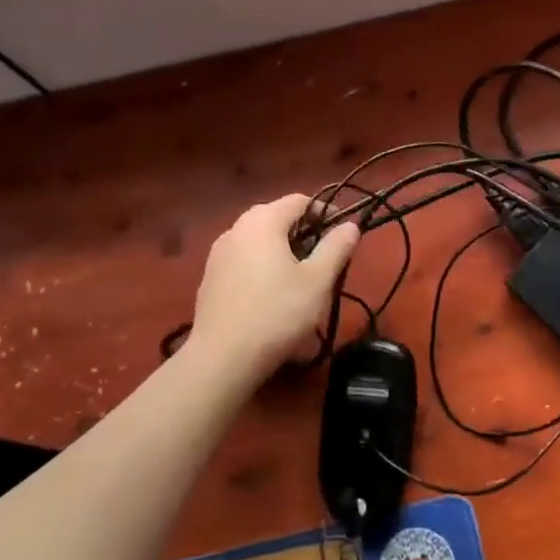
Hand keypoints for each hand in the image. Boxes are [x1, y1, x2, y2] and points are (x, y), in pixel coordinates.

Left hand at [184, 195, 359, 383]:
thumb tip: (350, 225)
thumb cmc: (277, 313)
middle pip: (276, 217)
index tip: (341, 235)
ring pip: (258, 239)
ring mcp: (218, 253)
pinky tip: (269, 295)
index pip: (300, 201)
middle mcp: (236, 228)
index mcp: (263, 221)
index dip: (325, 212)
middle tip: (322, 257)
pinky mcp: (209, 277)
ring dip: (280, 249)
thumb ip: (336, 247)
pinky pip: (242, 258)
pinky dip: (260, 265)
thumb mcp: (318, 281)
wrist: (221, 359)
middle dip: (302, 231)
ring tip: (298, 278)